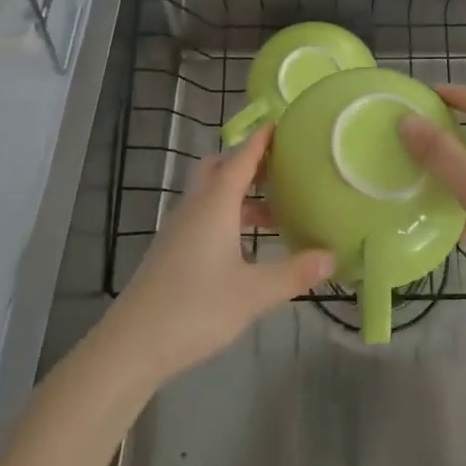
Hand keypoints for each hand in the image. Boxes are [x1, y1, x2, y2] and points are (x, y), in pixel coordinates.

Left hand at [104, 128, 333, 385]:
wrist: (132, 344)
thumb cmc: (195, 308)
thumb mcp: (253, 294)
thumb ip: (294, 273)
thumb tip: (333, 256)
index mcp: (216, 203)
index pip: (242, 157)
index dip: (262, 138)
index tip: (282, 121)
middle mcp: (196, 206)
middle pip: (220, 167)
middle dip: (248, 160)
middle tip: (281, 165)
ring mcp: (180, 228)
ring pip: (212, 193)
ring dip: (240, 192)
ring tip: (275, 208)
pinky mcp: (173, 249)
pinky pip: (205, 215)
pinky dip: (228, 215)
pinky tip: (247, 244)